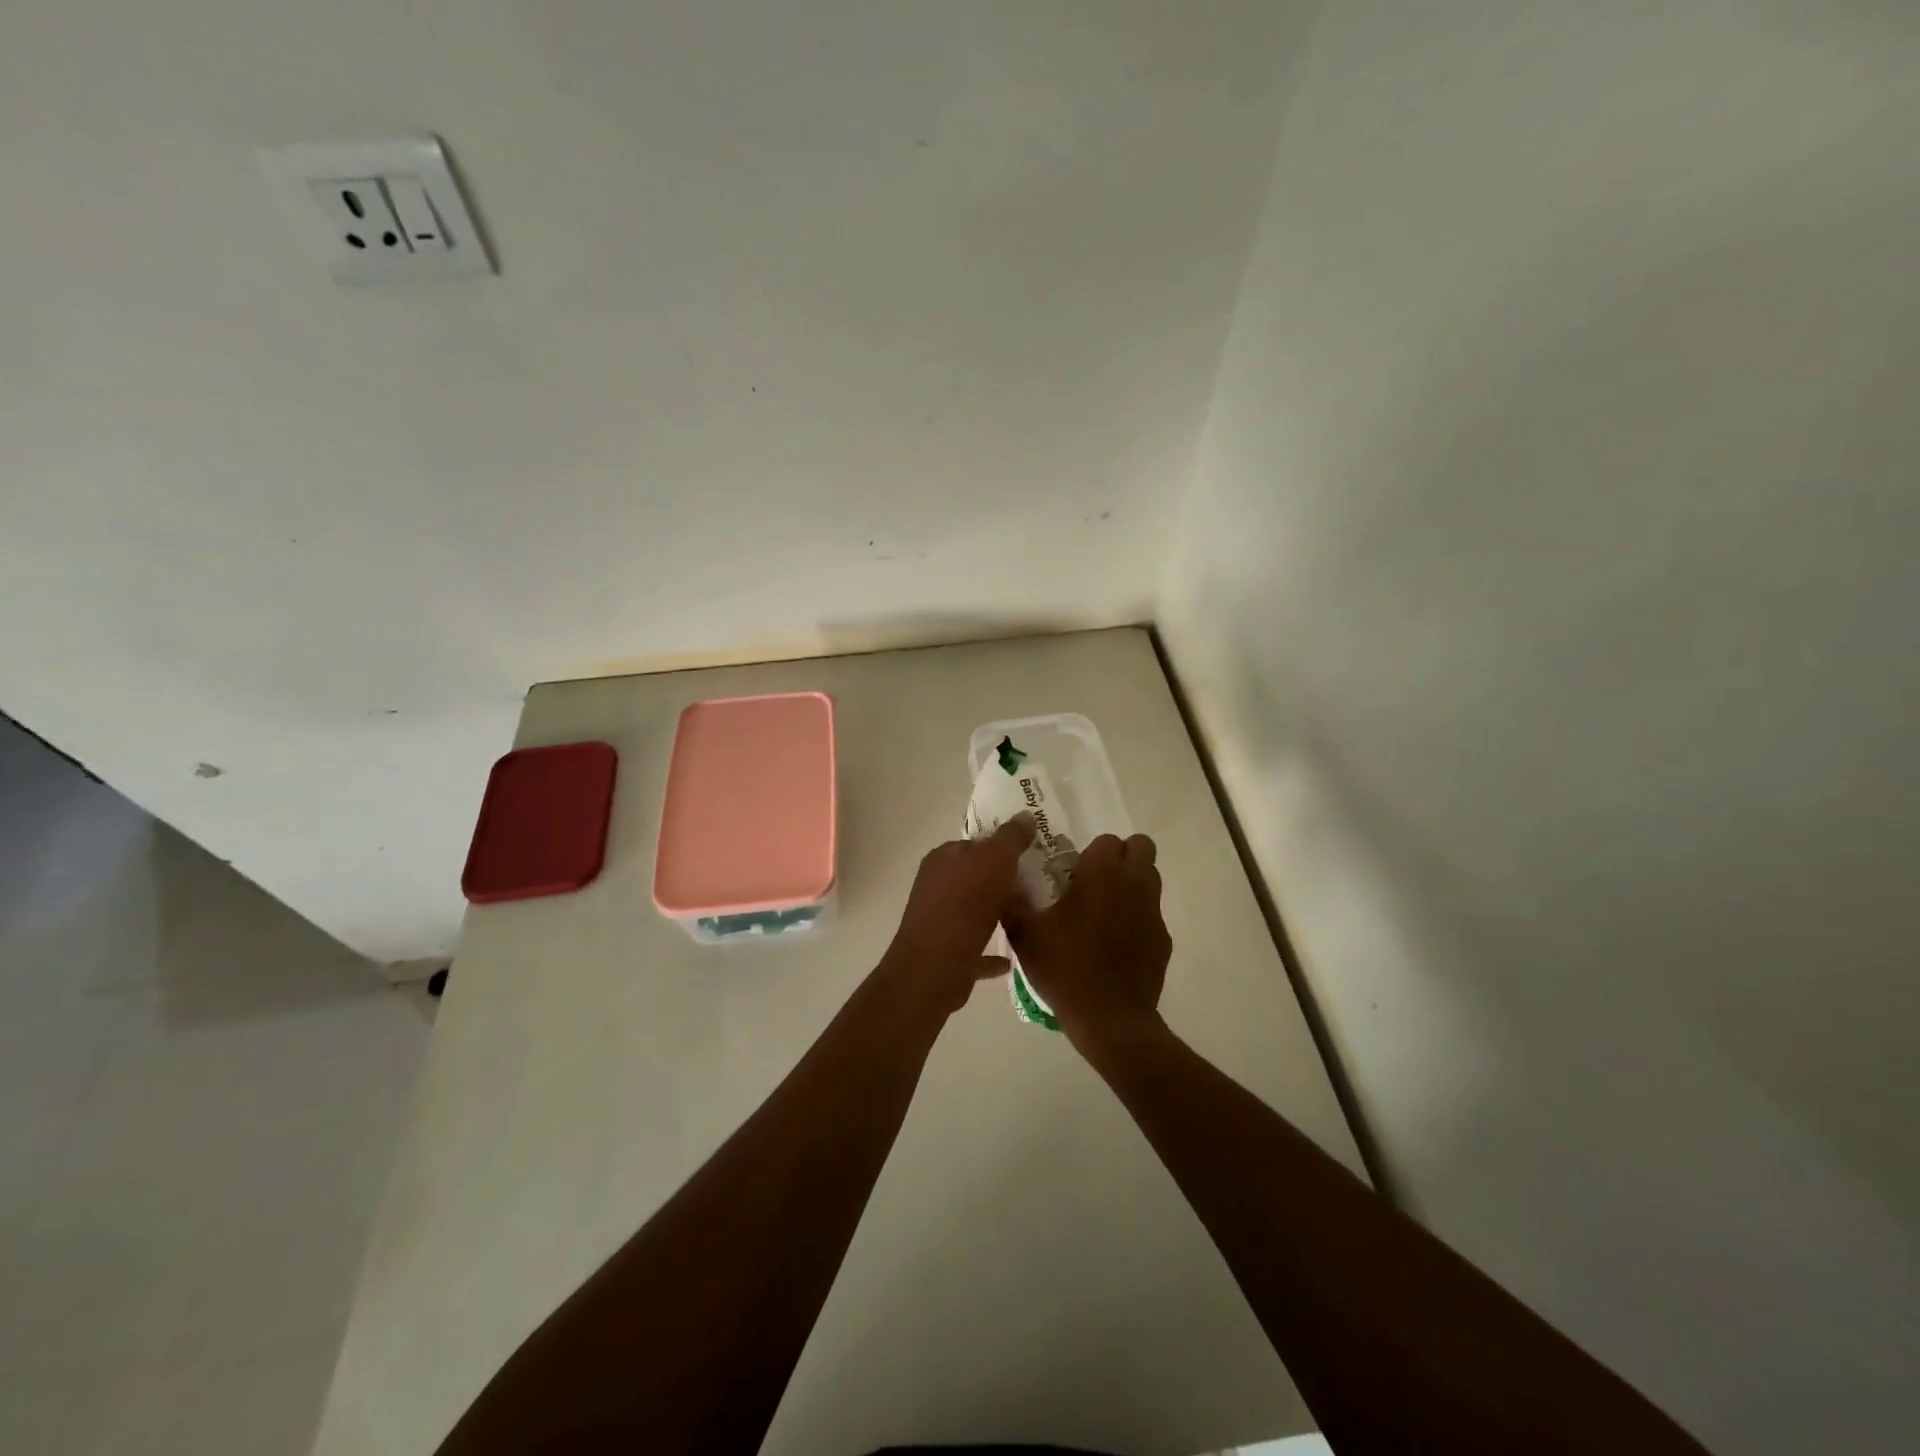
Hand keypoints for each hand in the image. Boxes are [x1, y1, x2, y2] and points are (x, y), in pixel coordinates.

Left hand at [879, 816, 1034, 1012]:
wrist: (934, 968)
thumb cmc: (964, 906)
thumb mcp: (994, 861)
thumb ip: (1011, 838)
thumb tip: (1026, 815)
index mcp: (943, 859)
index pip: (976, 843)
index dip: (1003, 847)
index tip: (1032, 855)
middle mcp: (936, 886)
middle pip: (976, 877)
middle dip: (1004, 881)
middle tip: (1038, 886)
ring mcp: (938, 921)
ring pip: (975, 912)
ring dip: (998, 913)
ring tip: (1030, 917)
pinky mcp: (946, 955)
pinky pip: (975, 949)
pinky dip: (991, 953)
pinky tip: (1011, 958)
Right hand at [1003, 833, 1170, 1048]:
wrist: (1110, 1020)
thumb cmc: (1065, 969)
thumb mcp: (1025, 935)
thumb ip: (1011, 902)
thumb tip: (1002, 881)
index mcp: (1101, 874)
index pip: (1107, 840)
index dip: (1091, 853)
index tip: (1073, 873)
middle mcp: (1133, 884)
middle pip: (1141, 847)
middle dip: (1121, 856)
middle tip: (1096, 880)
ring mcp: (1153, 912)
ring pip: (1150, 878)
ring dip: (1132, 882)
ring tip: (1105, 910)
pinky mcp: (1163, 939)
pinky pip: (1152, 913)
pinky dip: (1137, 917)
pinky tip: (1116, 943)